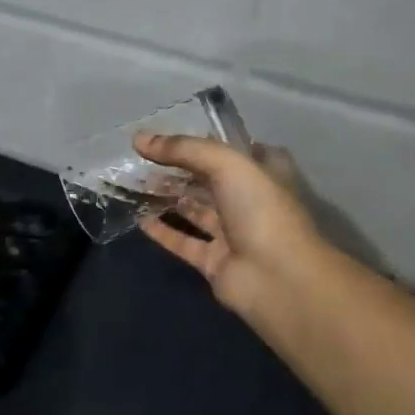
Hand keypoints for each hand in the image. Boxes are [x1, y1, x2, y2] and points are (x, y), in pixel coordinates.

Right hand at [135, 134, 326, 319]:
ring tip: (135, 183)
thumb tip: (138, 138)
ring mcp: (233, 233)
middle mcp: (249, 200)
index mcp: (264, 173)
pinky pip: (184, 242)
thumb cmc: (261, 210)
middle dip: (178, 169)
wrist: (279, 279)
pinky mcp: (215, 261)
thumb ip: (183, 149)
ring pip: (194, 210)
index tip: (171, 135)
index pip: (233, 150)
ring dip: (167, 197)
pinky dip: (163, 231)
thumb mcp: (226, 164)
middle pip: (208, 180)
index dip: (205, 141)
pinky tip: (139, 219)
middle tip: (141, 158)